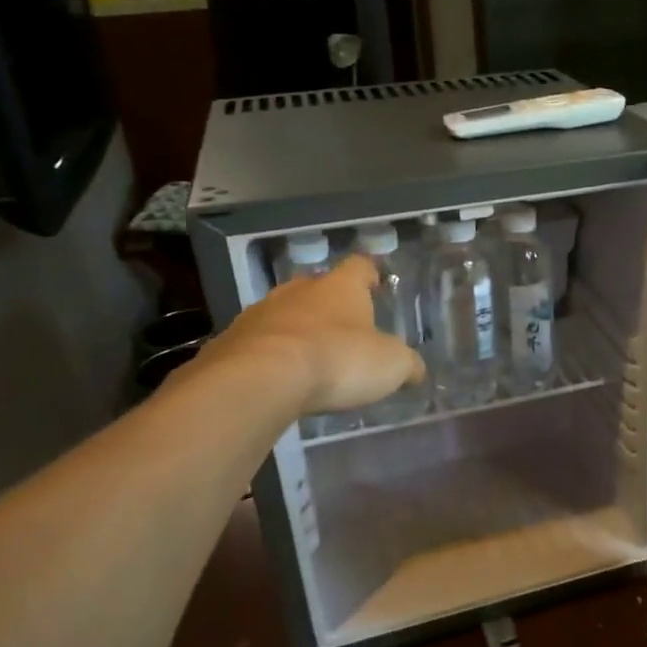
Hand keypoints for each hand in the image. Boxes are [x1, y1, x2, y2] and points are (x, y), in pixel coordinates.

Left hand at [189, 256, 425, 416]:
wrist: (260, 379)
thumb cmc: (337, 360)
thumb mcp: (390, 365)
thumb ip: (406, 364)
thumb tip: (415, 370)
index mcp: (341, 287)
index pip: (360, 266)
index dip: (370, 274)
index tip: (376, 284)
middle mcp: (300, 290)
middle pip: (318, 287)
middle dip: (330, 304)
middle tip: (343, 327)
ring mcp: (261, 312)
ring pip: (284, 313)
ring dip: (296, 329)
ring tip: (309, 356)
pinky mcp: (231, 340)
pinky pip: (257, 343)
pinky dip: (269, 355)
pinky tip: (277, 378)